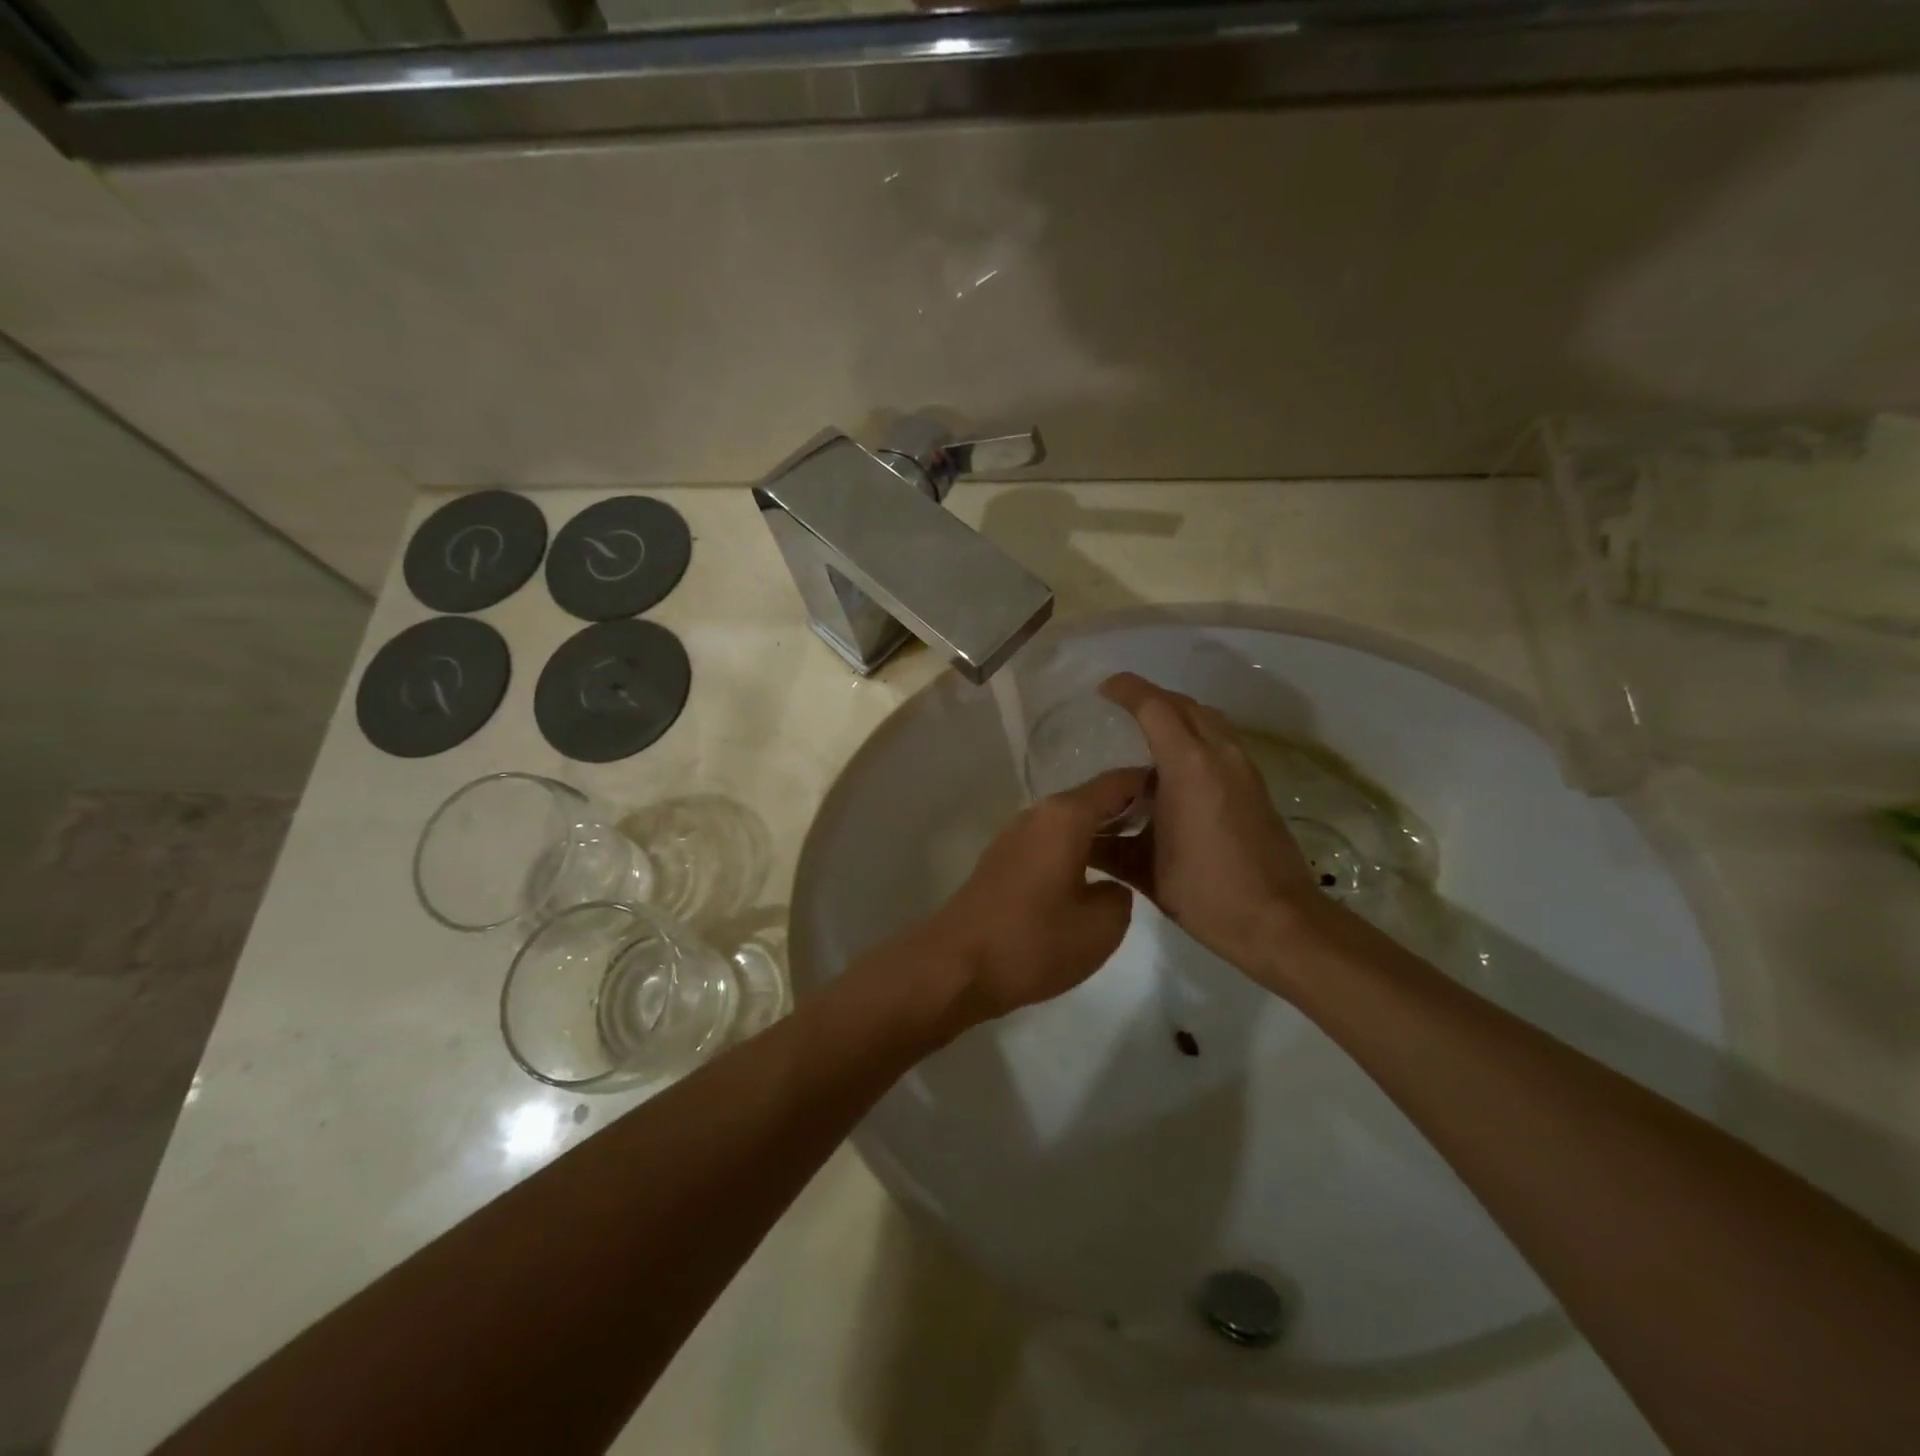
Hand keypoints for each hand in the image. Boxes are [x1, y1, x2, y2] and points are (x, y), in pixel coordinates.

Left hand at [906, 768, 1144, 1030]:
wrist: (956, 966)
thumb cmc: (1033, 942)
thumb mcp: (1102, 926)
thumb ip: (1121, 895)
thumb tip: (1109, 886)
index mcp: (1066, 816)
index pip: (1118, 783)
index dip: (1151, 784)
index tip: (1185, 798)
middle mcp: (1038, 814)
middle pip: (1093, 800)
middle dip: (1130, 811)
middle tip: (1169, 832)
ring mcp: (1016, 836)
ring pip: (1071, 823)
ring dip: (1102, 833)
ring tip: (1139, 857)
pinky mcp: (1003, 861)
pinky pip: (1051, 843)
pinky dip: (1077, 850)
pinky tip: (1094, 877)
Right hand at [1095, 672, 1322, 975]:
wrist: (1278, 921)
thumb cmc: (1205, 892)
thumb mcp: (1144, 870)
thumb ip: (1107, 846)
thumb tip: (1077, 835)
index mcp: (1189, 766)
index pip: (1155, 707)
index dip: (1127, 690)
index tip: (1102, 690)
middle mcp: (1220, 755)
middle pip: (1184, 705)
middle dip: (1151, 698)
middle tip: (1120, 708)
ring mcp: (1244, 770)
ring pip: (1208, 720)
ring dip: (1176, 715)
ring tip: (1145, 734)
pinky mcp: (1256, 787)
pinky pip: (1220, 742)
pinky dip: (1194, 737)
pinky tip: (1174, 772)